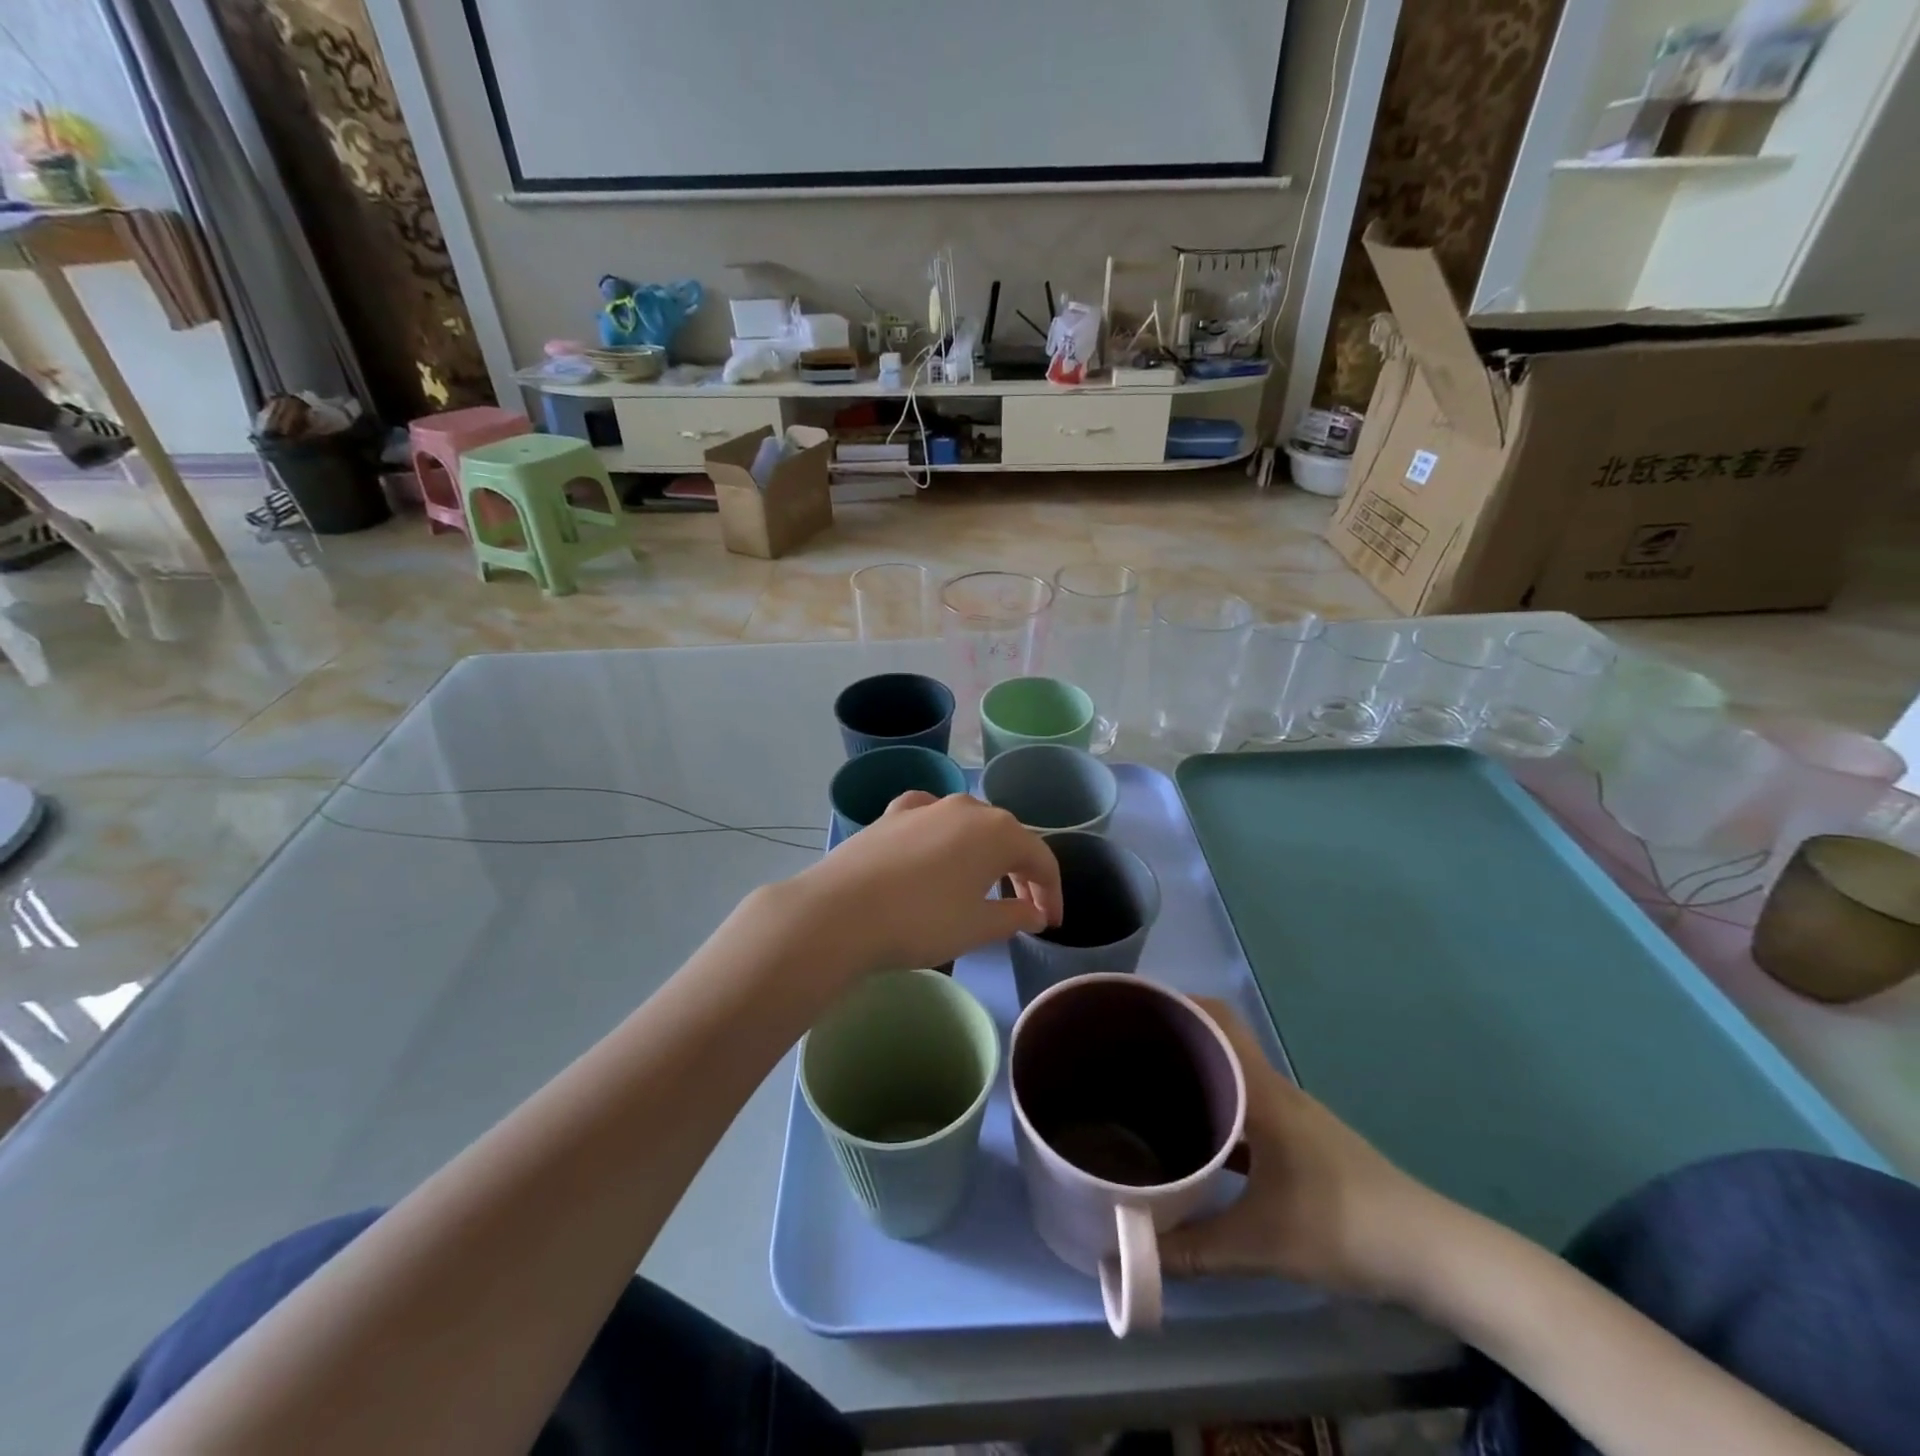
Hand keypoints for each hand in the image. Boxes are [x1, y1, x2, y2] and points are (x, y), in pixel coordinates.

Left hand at [783, 791, 1062, 977]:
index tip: (1050, 923)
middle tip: (1025, 910)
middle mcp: (967, 807)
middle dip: (1021, 873)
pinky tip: (935, 845)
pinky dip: (943, 833)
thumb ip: (1014, 916)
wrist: (840, 912)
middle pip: (1007, 837)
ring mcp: (926, 806)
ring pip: (969, 825)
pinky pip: (930, 817)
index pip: (1041, 859)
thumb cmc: (920, 921)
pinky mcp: (892, 814)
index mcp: (998, 831)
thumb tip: (1034, 912)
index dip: (1051, 892)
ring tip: (983, 884)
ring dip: (984, 853)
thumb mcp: (976, 927)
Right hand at [1160, 999, 1445, 1300]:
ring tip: (1145, 1089)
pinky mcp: (1298, 1140)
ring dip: (1196, 1075)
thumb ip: (1194, 1248)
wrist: (1431, 1253)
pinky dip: (1217, 1110)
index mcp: (1262, 1090)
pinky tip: (1196, 1139)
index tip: (1132, 1006)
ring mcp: (1289, 1113)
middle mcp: (1273, 1089)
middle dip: (1174, 1038)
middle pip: (1219, 1041)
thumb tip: (1130, 1254)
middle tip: (1122, 1051)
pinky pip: (1245, 1106)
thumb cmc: (1343, 1227)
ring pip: (1232, 1076)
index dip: (1177, 1002)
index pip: (1217, 1018)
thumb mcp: (1261, 1243)